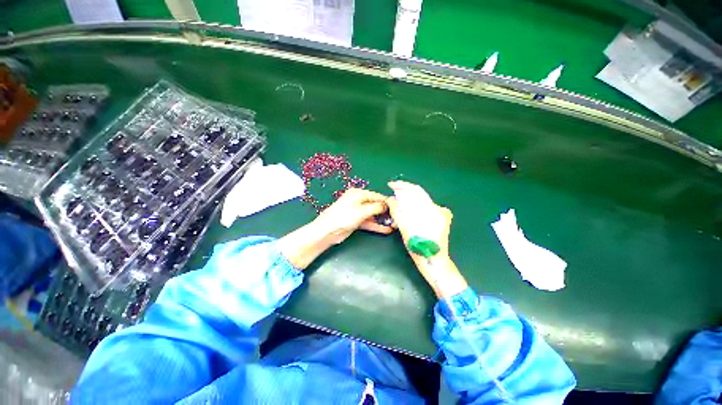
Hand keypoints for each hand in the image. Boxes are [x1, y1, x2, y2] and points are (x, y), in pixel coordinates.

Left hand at [278, 188, 391, 268]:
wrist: (328, 231)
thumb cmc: (344, 216)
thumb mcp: (362, 210)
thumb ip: (376, 207)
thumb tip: (387, 205)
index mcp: (358, 193)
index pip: (376, 196)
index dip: (386, 201)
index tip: (398, 207)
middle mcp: (358, 201)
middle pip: (375, 205)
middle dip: (385, 211)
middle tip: (397, 217)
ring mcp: (357, 211)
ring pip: (373, 214)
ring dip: (382, 219)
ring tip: (394, 224)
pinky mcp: (356, 221)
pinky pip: (369, 222)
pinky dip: (376, 225)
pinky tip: (386, 230)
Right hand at [386, 181, 451, 259]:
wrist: (434, 262)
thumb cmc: (419, 247)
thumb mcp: (405, 228)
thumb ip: (397, 211)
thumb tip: (390, 199)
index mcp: (433, 209)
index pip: (416, 190)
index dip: (402, 185)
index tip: (391, 185)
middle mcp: (439, 209)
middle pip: (418, 196)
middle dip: (404, 194)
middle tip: (392, 195)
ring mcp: (441, 214)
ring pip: (420, 202)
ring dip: (408, 202)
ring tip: (397, 206)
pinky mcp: (440, 219)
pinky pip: (424, 209)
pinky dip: (414, 209)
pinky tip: (407, 214)